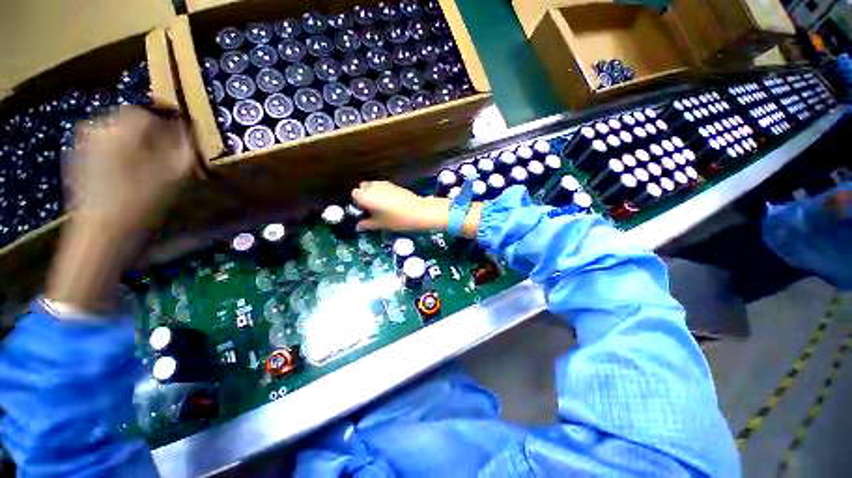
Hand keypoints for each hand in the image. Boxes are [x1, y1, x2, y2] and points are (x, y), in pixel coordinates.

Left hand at [68, 106, 193, 230]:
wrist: (102, 233)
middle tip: (167, 151)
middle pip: (132, 118)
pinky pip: (105, 143)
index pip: (150, 110)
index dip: (170, 120)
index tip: (183, 134)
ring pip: (118, 131)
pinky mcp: (78, 156)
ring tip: (149, 163)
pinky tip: (129, 171)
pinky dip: (120, 150)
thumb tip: (186, 129)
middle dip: (152, 131)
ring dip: (137, 141)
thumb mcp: (175, 173)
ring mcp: (84, 141)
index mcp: (122, 127)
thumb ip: (184, 146)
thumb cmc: (143, 202)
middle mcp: (99, 126)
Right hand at [351, 181, 481, 237]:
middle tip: (372, 209)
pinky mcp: (394, 184)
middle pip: (362, 187)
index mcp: (366, 196)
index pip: (354, 194)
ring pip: (373, 186)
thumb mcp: (381, 224)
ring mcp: (384, 184)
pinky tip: (390, 203)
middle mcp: (373, 186)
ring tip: (382, 207)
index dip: (358, 203)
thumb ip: (367, 224)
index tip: (365, 212)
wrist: (419, 211)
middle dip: (364, 196)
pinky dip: (382, 192)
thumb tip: (358, 227)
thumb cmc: (397, 220)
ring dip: (373, 193)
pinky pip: (383, 186)